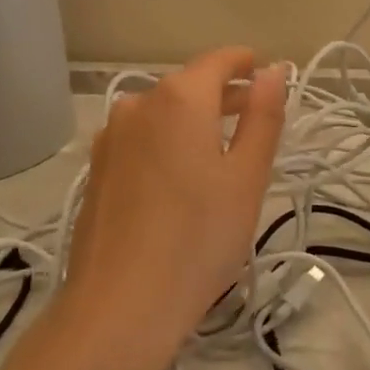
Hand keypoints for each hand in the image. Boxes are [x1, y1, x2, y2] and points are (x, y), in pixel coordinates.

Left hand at [61, 48, 286, 359]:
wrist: (118, 307)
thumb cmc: (198, 239)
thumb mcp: (247, 177)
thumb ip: (263, 117)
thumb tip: (273, 72)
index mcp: (179, 98)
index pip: (218, 61)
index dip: (246, 63)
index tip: (266, 73)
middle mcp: (139, 105)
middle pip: (188, 85)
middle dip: (224, 94)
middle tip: (256, 116)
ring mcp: (110, 137)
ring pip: (162, 113)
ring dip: (194, 119)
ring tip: (222, 149)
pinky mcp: (96, 169)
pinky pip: (141, 138)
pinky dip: (167, 142)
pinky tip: (180, 177)